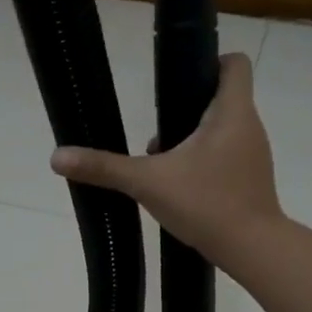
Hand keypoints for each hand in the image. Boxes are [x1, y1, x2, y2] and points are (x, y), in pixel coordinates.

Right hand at [49, 52, 281, 267]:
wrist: (252, 249)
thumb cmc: (206, 203)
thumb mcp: (148, 183)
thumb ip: (105, 168)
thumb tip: (58, 157)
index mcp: (232, 112)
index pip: (235, 64)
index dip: (210, 61)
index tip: (179, 79)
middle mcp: (249, 127)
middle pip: (222, 98)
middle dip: (188, 108)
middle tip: (158, 129)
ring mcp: (254, 156)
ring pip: (223, 130)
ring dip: (193, 138)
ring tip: (162, 163)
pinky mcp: (251, 181)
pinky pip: (227, 157)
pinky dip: (204, 162)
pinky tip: (180, 187)